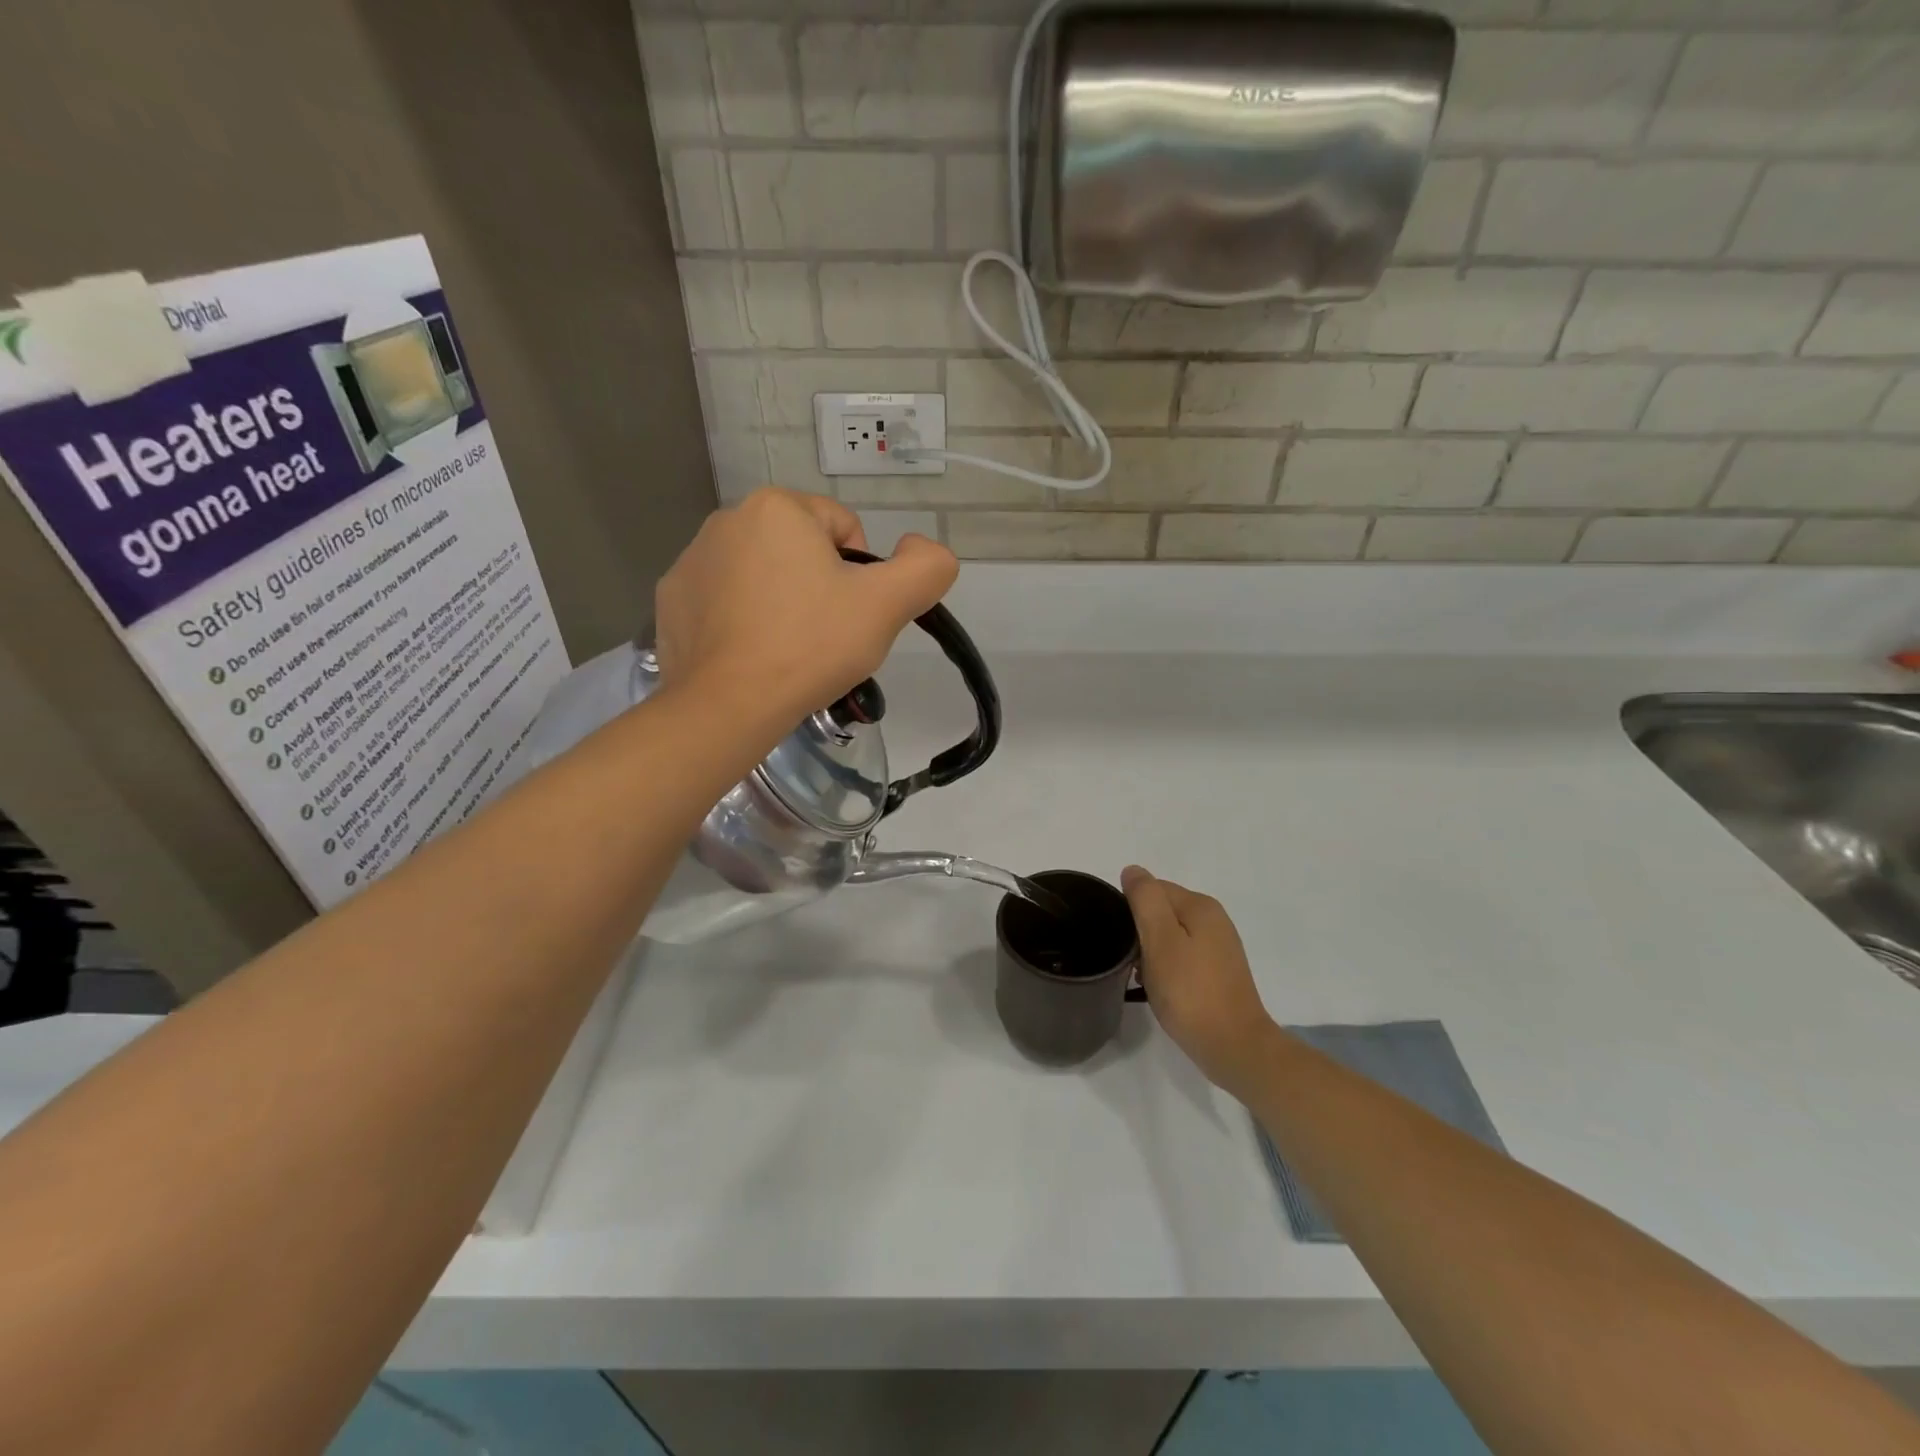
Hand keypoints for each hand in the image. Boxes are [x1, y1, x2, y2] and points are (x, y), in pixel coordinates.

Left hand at [655, 488, 957, 728]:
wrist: (729, 705)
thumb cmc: (811, 646)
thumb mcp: (888, 605)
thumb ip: (926, 566)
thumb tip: (920, 546)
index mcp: (777, 507)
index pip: (844, 528)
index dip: (861, 574)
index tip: (851, 616)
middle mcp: (726, 519)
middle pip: (802, 550)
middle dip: (820, 586)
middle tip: (825, 637)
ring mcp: (691, 560)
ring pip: (763, 574)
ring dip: (782, 601)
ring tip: (788, 650)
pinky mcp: (671, 600)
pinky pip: (725, 600)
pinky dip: (743, 620)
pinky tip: (752, 654)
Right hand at [1122, 866, 1279, 1098]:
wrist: (1234, 1047)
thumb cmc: (1190, 991)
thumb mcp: (1160, 939)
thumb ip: (1145, 900)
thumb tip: (1133, 871)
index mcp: (1201, 905)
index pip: (1153, 889)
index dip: (1130, 910)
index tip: (1122, 940)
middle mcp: (1214, 920)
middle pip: (1162, 911)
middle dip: (1140, 932)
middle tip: (1131, 963)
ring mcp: (1220, 948)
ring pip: (1170, 936)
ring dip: (1151, 953)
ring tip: (1143, 979)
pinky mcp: (1219, 973)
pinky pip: (1182, 958)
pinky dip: (1167, 969)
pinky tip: (1161, 989)